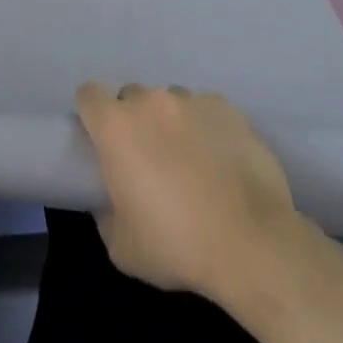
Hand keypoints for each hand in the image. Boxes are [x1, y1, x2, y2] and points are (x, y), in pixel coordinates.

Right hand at [75, 82, 306, 301]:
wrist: (253, 245)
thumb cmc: (177, 245)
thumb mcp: (121, 246)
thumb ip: (105, 213)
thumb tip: (110, 200)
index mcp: (115, 126)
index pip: (89, 95)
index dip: (92, 115)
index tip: (102, 141)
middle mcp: (150, 102)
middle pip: (131, 97)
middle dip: (134, 120)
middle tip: (148, 158)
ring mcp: (192, 101)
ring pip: (170, 101)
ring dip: (171, 122)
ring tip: (190, 159)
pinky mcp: (228, 109)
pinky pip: (206, 109)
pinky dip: (206, 127)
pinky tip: (220, 159)